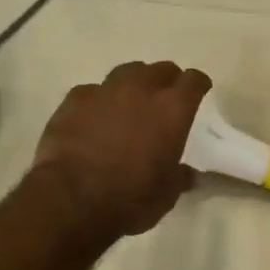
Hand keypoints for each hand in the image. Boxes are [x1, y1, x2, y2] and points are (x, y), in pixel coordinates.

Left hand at [32, 62, 211, 240]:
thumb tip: (186, 173)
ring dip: (134, 83)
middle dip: (167, 81)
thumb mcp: (166, 195)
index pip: (193, 81)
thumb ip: (179, 176)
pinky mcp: (74, 100)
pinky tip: (95, 116)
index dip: (198, 85)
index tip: (199, 92)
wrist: (71, 199)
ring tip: (131, 101)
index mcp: (172, 110)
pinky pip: (93, 91)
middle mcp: (141, 90)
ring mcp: (105, 91)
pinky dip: (99, 100)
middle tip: (165, 98)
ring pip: (127, 72)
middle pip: (160, 70)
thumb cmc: (129, 198)